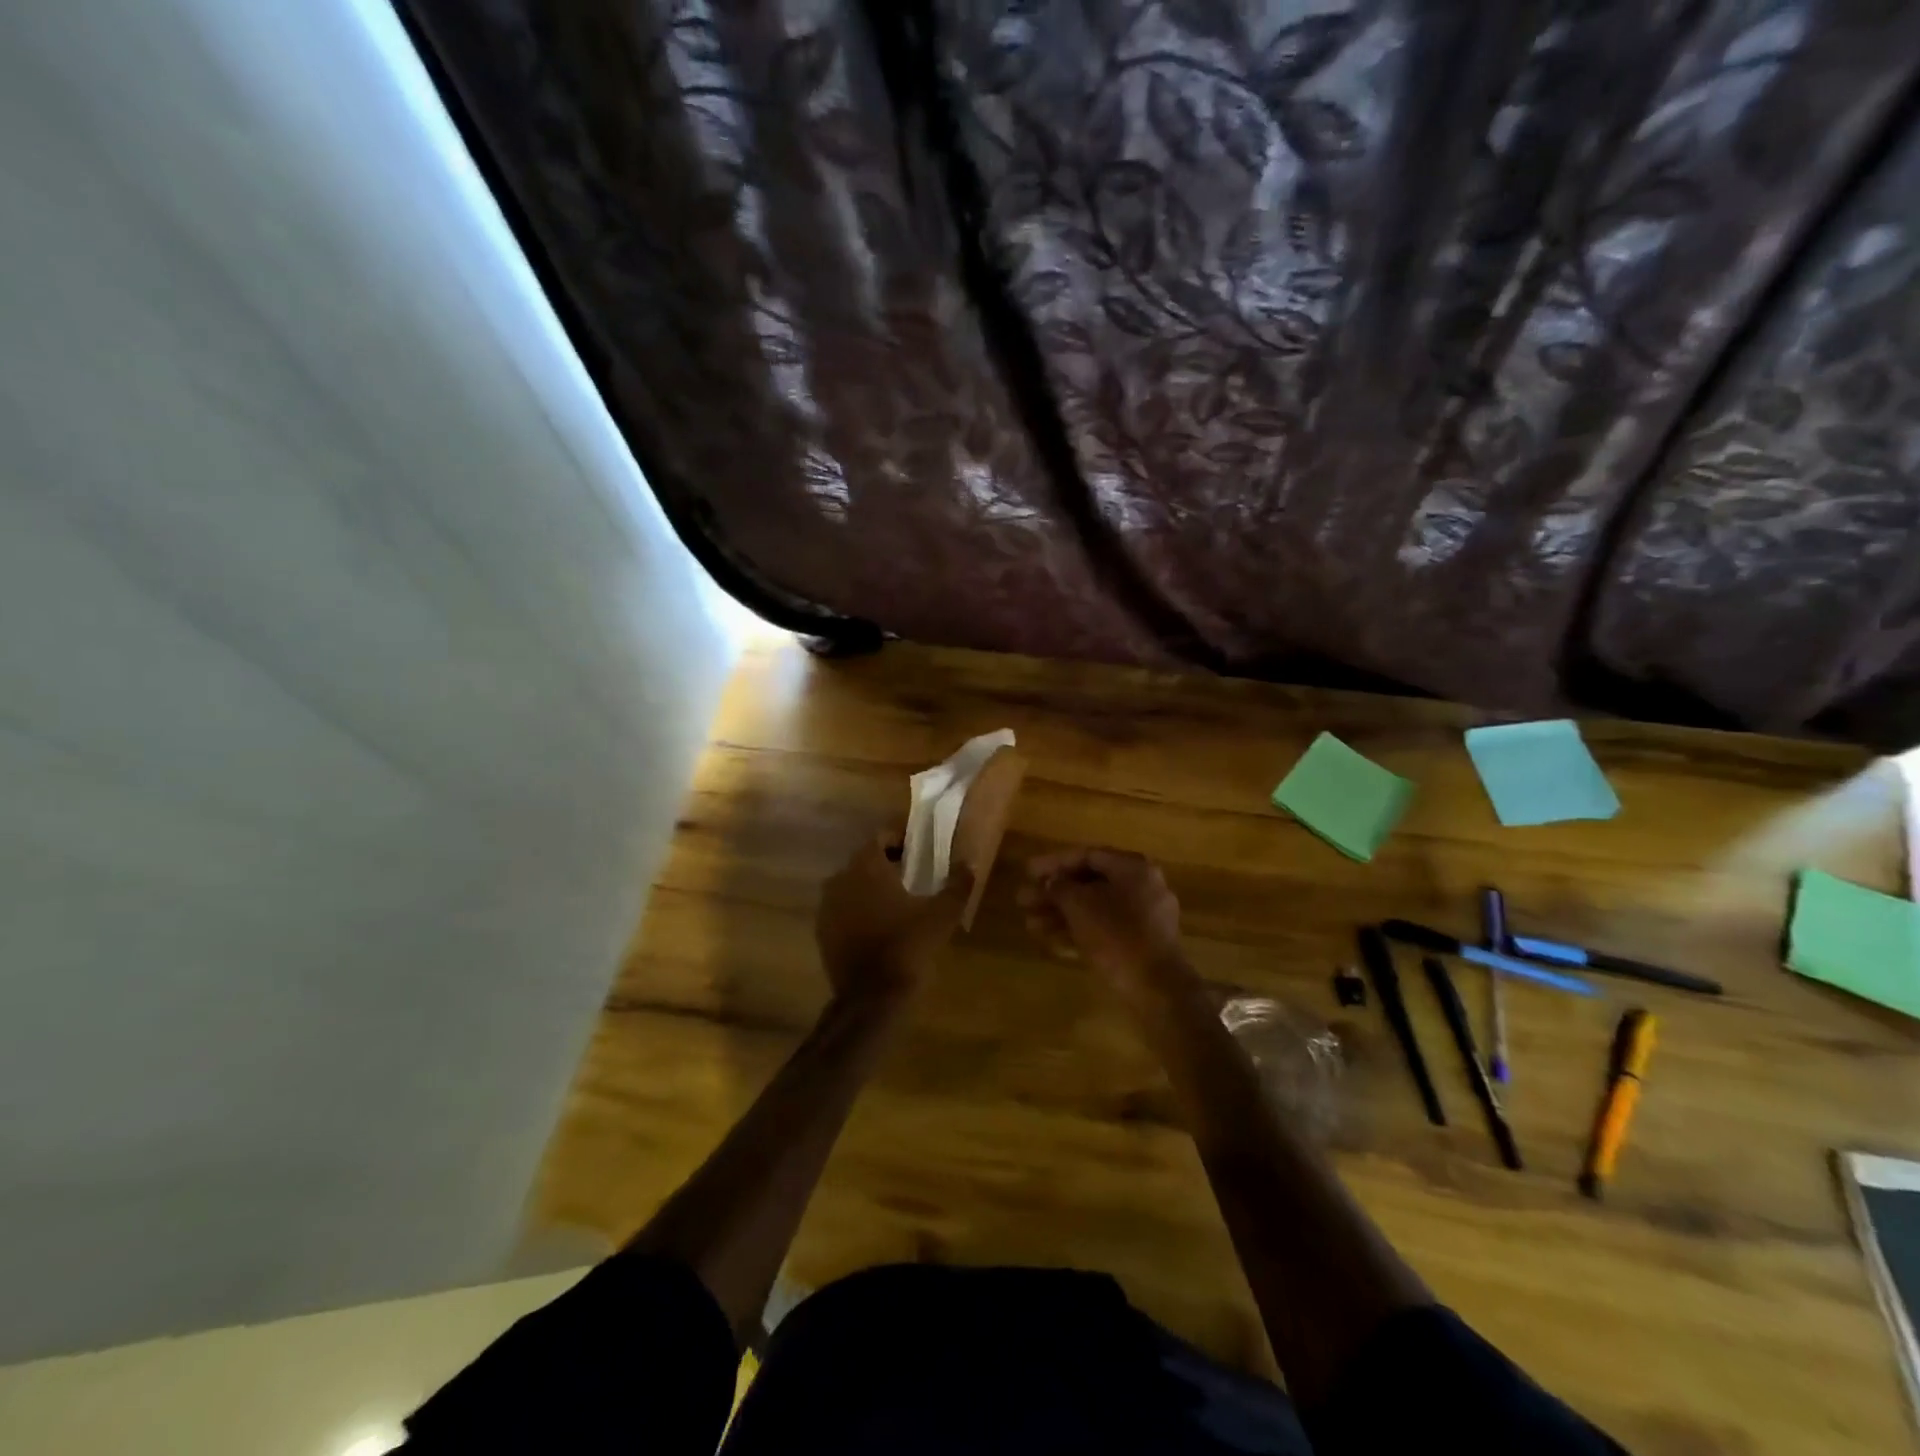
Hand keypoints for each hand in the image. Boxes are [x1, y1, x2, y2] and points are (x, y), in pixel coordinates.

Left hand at [816, 831, 972, 1005]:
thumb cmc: (908, 946)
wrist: (872, 998)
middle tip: (913, 875)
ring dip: (871, 887)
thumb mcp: (943, 914)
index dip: (900, 839)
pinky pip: (843, 909)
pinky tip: (879, 926)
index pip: (880, 837)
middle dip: (887, 863)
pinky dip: (859, 910)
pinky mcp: (822, 932)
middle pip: (865, 860)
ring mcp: (827, 907)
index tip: (919, 850)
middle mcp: (840, 879)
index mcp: (866, 866)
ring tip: (898, 901)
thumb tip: (971, 863)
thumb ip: (958, 884)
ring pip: (852, 885)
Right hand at [1019, 847, 1184, 993]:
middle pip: (1089, 883)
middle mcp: (1142, 885)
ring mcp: (1144, 916)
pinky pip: (1104, 926)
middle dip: (1053, 892)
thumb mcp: (1079, 904)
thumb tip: (1051, 882)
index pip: (1087, 856)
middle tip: (1023, 900)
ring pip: (1094, 907)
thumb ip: (1059, 887)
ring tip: (1029, 923)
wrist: (1155, 987)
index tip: (1028, 872)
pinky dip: (1078, 928)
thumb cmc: (1116, 934)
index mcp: (1133, 868)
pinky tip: (1049, 938)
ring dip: (1060, 912)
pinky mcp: (1140, 942)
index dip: (1054, 863)